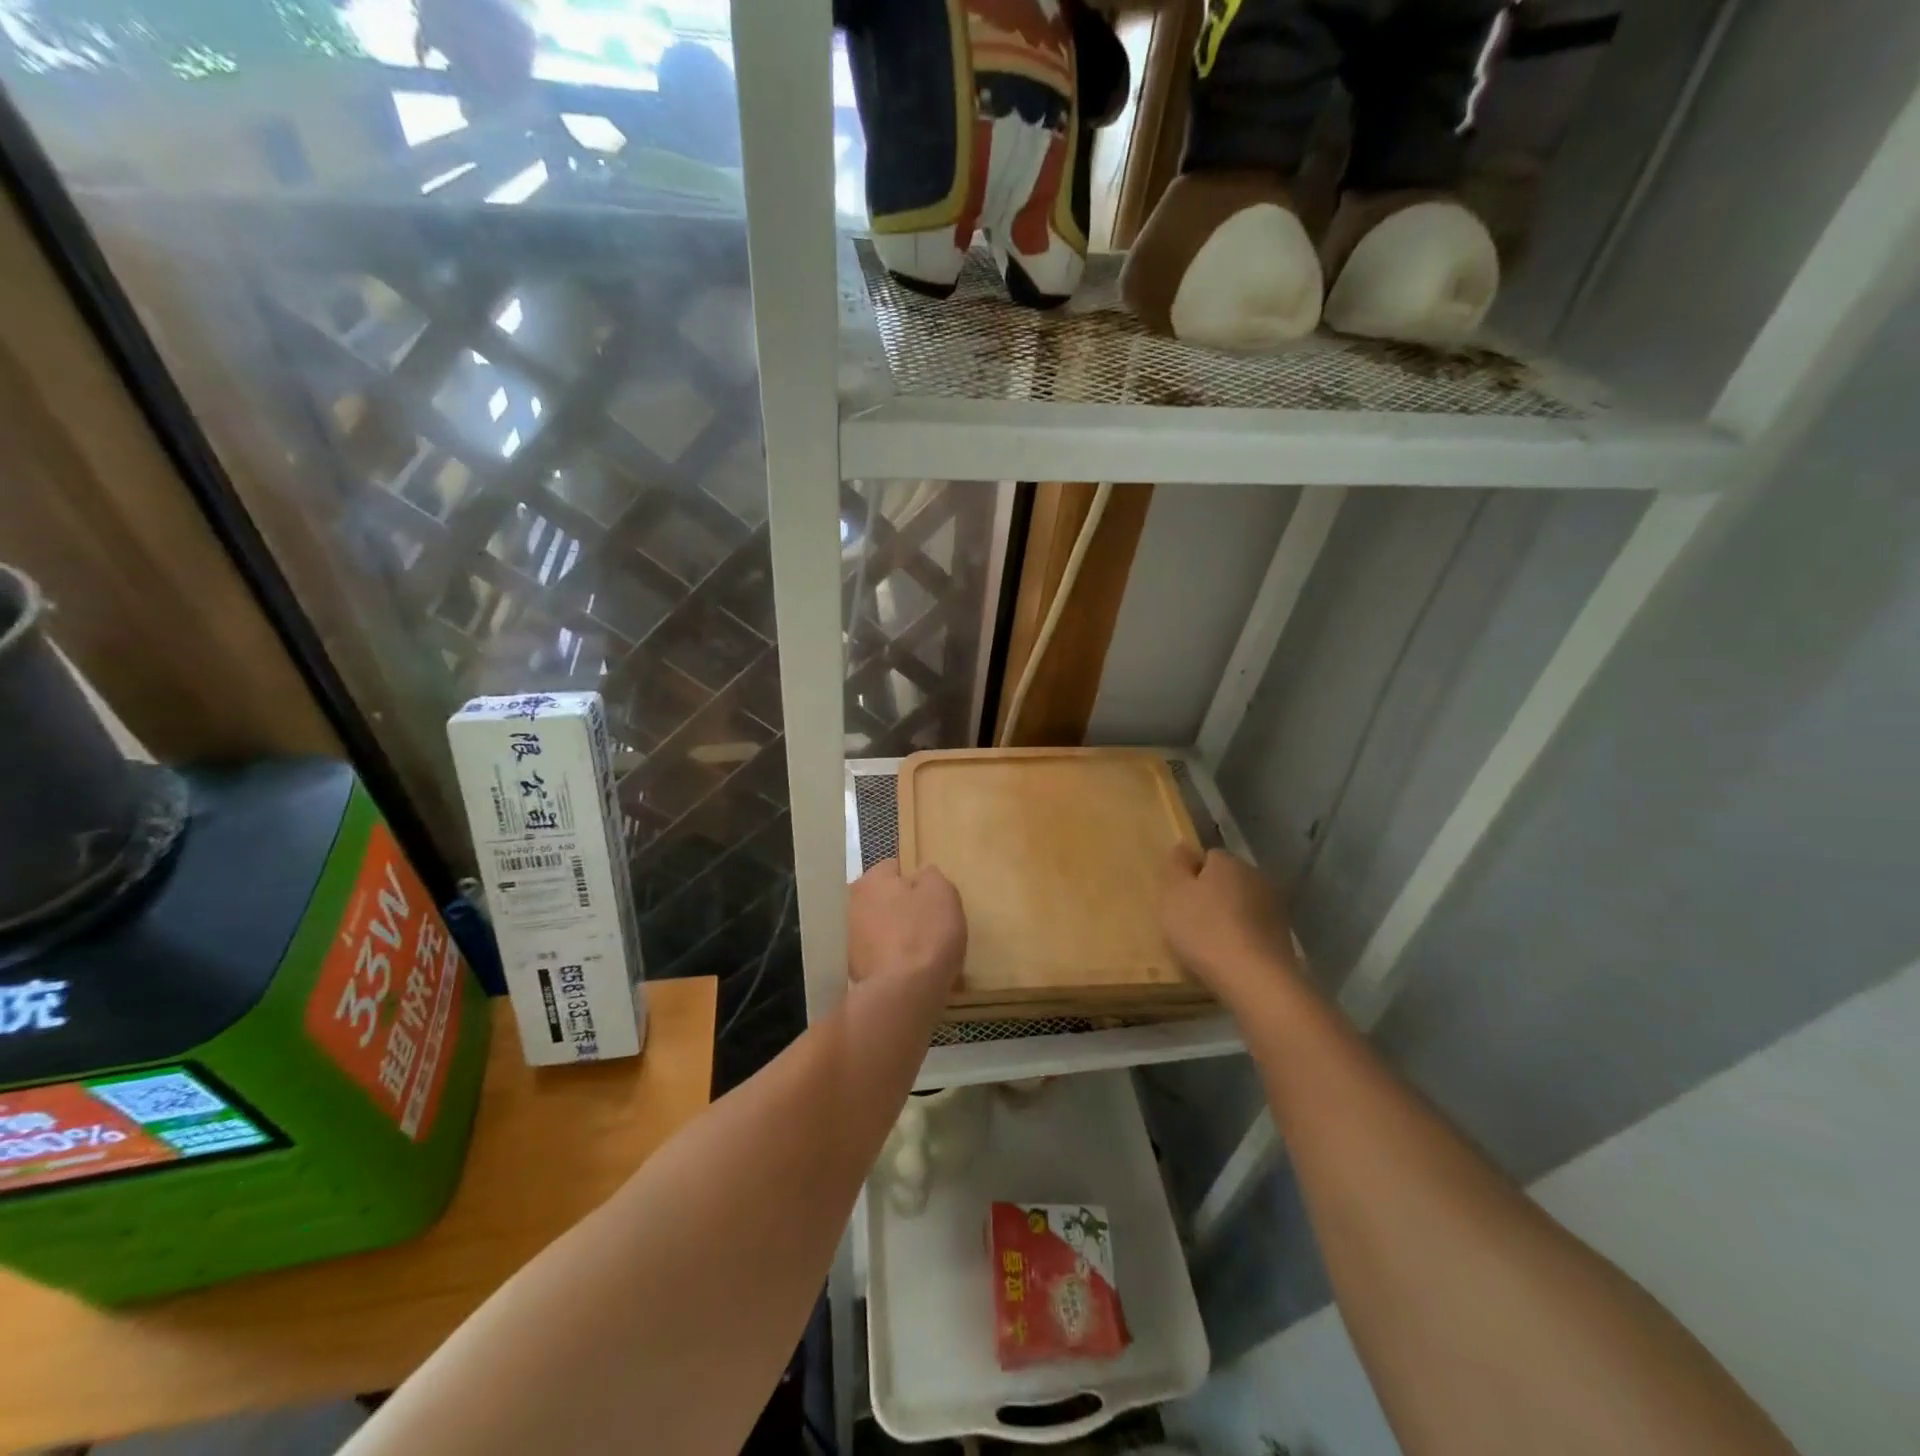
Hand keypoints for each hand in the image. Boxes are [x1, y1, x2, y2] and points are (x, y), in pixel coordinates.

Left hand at [848, 860, 966, 990]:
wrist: (904, 993)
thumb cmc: (926, 933)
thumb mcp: (942, 892)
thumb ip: (931, 876)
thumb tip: (921, 875)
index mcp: (871, 880)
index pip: (895, 868)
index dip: (917, 881)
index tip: (933, 898)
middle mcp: (852, 904)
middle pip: (884, 898)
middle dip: (902, 907)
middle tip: (929, 923)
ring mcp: (849, 939)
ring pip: (880, 927)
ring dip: (896, 934)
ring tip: (921, 951)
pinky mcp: (853, 969)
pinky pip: (879, 955)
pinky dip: (891, 959)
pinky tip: (909, 970)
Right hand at [1159, 844, 1299, 1006]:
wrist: (1254, 978)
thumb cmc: (1203, 930)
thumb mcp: (1173, 894)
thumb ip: (1176, 865)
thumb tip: (1184, 846)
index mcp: (1228, 861)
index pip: (1207, 857)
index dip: (1191, 876)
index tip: (1179, 900)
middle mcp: (1255, 876)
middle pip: (1226, 880)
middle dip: (1211, 894)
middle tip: (1189, 921)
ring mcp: (1274, 906)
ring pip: (1242, 904)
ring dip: (1229, 916)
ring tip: (1210, 943)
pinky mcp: (1284, 935)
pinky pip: (1254, 928)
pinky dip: (1243, 936)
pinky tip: (1231, 956)